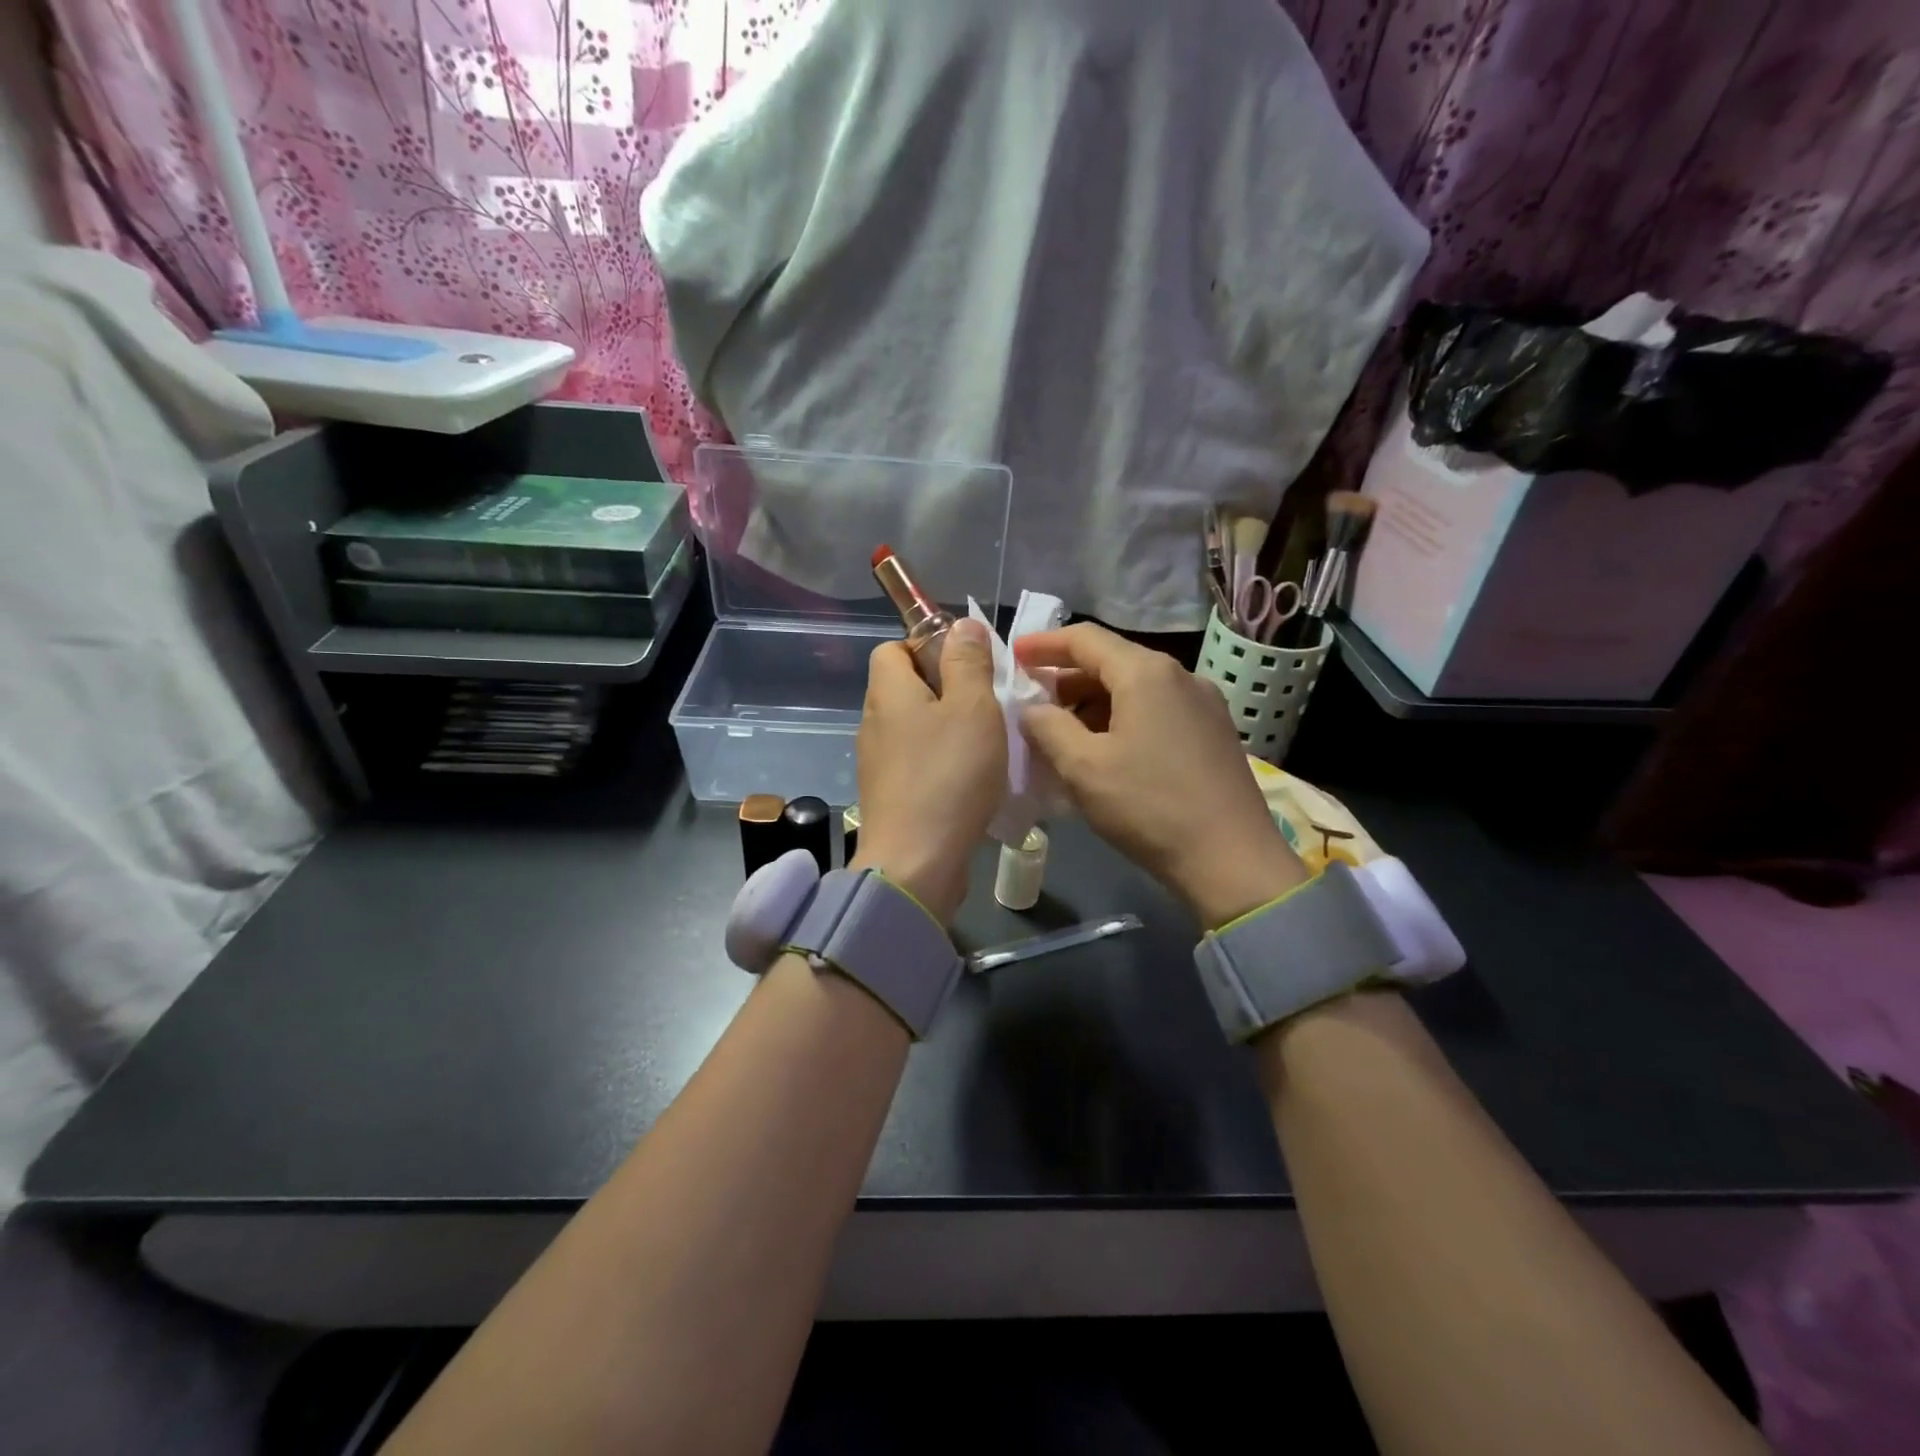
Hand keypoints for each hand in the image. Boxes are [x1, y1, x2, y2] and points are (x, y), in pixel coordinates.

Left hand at [853, 619, 1006, 924]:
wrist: (916, 862)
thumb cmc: (949, 775)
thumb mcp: (972, 708)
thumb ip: (968, 663)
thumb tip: (960, 624)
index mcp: (887, 692)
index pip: (892, 648)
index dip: (927, 647)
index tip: (966, 667)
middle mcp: (873, 722)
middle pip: (905, 687)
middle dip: (946, 689)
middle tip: (986, 705)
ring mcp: (877, 762)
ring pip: (913, 727)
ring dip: (947, 729)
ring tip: (985, 744)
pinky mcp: (889, 795)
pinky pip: (916, 762)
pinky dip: (940, 762)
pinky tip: (970, 780)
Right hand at [1015, 623, 1307, 927]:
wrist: (1232, 859)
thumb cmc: (1149, 807)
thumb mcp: (1083, 767)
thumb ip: (1047, 727)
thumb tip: (1032, 709)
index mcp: (1146, 673)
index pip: (1085, 639)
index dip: (1044, 644)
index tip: (1013, 655)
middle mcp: (1180, 676)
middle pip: (1112, 662)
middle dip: (1067, 680)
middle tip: (1032, 704)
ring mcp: (1203, 704)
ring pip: (1135, 689)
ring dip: (1094, 704)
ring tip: (1062, 733)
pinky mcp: (1214, 733)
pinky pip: (1157, 711)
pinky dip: (1122, 719)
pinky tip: (1105, 751)